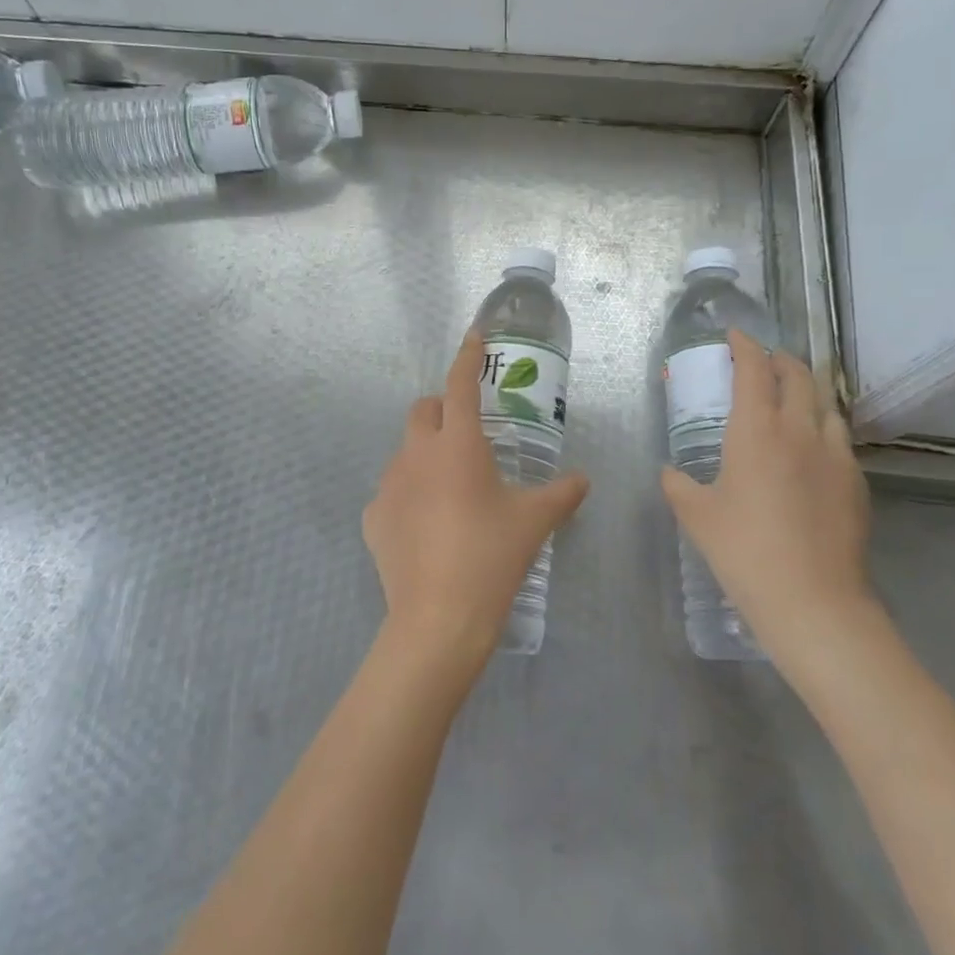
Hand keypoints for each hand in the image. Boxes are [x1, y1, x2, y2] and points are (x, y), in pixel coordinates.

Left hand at [364, 330, 589, 664]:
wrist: (438, 619)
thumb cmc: (491, 557)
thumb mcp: (534, 522)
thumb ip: (562, 493)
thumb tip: (582, 480)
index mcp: (458, 444)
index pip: (461, 384)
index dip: (468, 356)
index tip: (475, 336)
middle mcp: (417, 454)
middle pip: (424, 410)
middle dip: (444, 410)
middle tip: (469, 436)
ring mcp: (389, 485)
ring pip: (407, 451)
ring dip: (427, 455)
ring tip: (452, 491)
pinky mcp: (373, 517)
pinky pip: (393, 492)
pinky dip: (410, 496)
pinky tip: (428, 528)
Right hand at [660, 330, 874, 673]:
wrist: (813, 601)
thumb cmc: (744, 551)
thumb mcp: (697, 515)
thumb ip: (679, 485)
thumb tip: (670, 471)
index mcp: (757, 430)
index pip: (754, 369)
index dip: (745, 346)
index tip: (735, 335)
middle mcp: (800, 430)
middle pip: (798, 375)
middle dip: (780, 359)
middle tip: (763, 360)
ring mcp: (835, 455)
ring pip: (826, 403)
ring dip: (807, 389)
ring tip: (792, 396)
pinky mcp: (856, 482)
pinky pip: (839, 437)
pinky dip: (823, 425)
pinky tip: (812, 447)